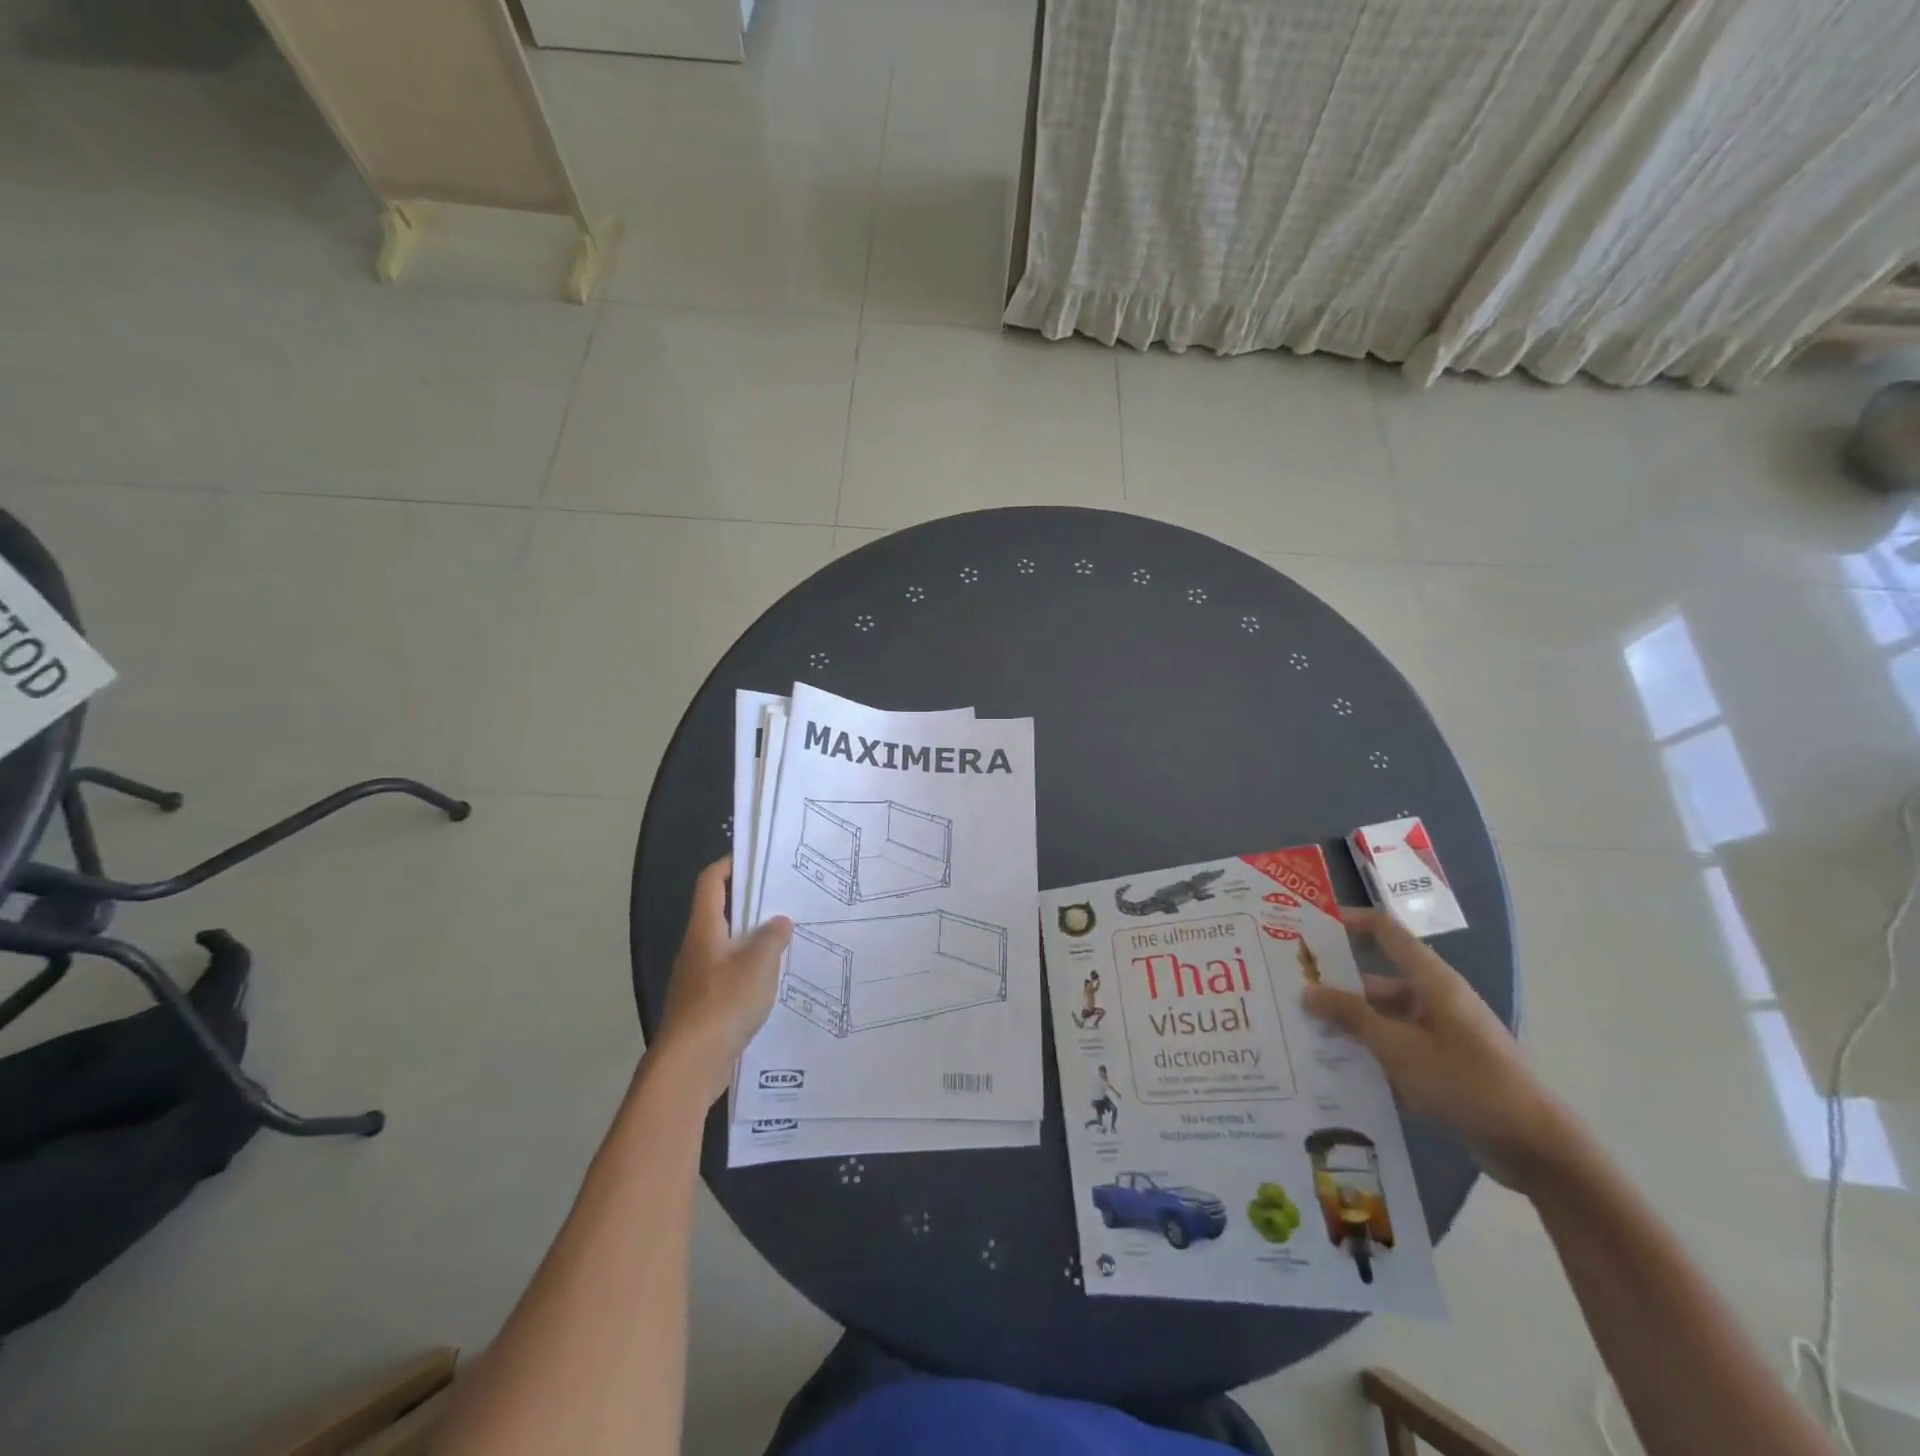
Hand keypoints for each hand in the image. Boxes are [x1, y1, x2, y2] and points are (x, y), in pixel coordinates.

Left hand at [653, 857, 793, 1102]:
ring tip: (787, 938)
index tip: (758, 859)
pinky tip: (773, 980)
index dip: (731, 864)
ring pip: (727, 945)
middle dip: (750, 902)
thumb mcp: (758, 966)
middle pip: (720, 912)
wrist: (688, 1066)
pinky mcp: (703, 1005)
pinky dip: (749, 969)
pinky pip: (729, 974)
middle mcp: (697, 948)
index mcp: (705, 929)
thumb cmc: (721, 1005)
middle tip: (786, 898)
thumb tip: (779, 921)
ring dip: (752, 938)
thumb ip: (771, 939)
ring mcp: (697, 978)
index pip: (711, 881)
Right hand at [1303, 907, 1573, 1192]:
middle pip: (1378, 980)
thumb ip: (1351, 1017)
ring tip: (1305, 1035)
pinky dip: (1372, 1052)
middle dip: (1337, 987)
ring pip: (1385, 1017)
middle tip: (1291, 994)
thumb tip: (1308, 991)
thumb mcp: (1398, 1048)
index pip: (1386, 932)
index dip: (1350, 922)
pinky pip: (1399, 1046)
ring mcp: (1443, 1034)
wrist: (1536, 1148)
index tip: (1309, 929)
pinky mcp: (1446, 1065)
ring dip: (1351, 1025)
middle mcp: (1437, 999)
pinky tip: (1339, 1069)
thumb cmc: (1465, 1082)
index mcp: (1432, 981)